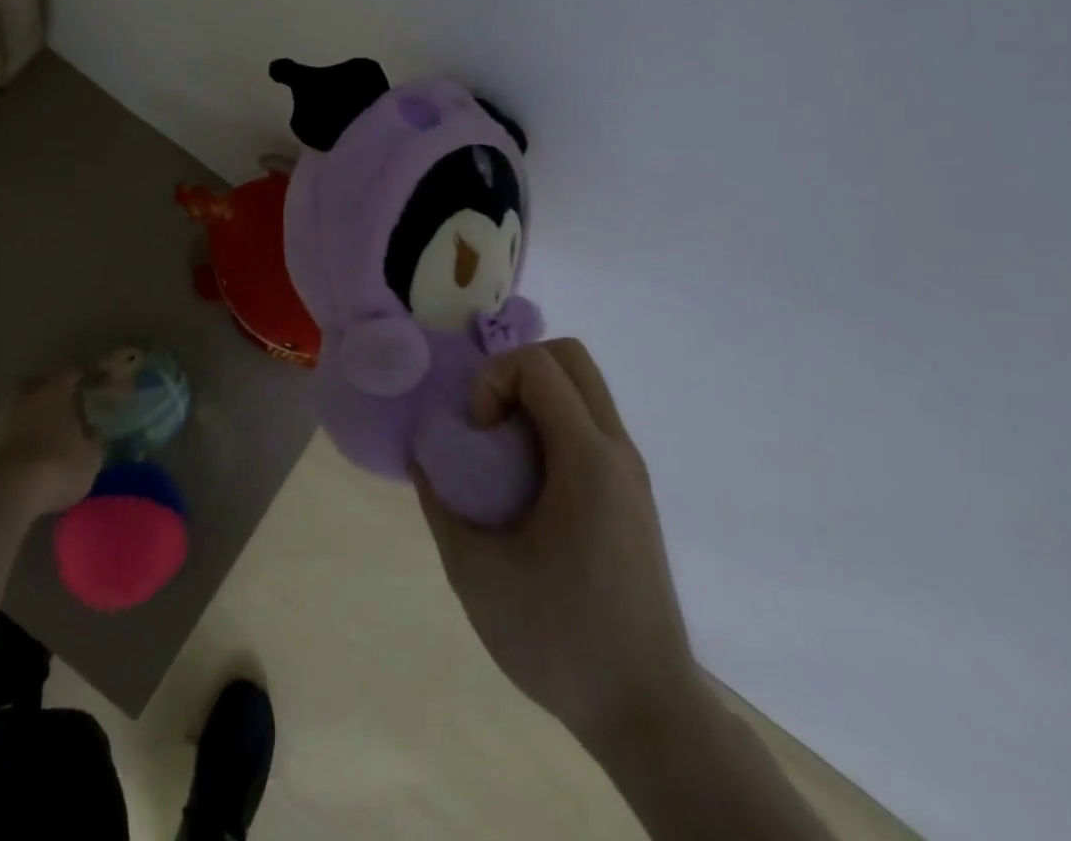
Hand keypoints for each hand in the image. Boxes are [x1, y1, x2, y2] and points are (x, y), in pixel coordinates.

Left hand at [0, 372, 102, 516]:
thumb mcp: (90, 457)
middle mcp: (26, 396)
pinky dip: (15, 438)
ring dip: (30, 416)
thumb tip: (93, 430)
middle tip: (64, 404)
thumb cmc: (56, 466)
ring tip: (42, 433)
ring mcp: (0, 418)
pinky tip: (23, 454)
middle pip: (39, 384)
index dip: (83, 379)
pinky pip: (5, 432)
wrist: (2, 493)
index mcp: (56, 390)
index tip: (91, 386)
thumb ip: (93, 439)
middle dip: (50, 391)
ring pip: (19, 408)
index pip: (72, 374)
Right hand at [415, 339, 704, 754]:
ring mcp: (632, 471)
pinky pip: (591, 422)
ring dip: (536, 396)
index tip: (479, 434)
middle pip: (570, 357)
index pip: (539, 365)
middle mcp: (617, 450)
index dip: (494, 380)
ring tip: (504, 453)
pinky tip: (529, 482)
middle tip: (489, 425)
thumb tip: (422, 461)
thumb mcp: (476, 573)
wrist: (648, 713)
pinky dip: (553, 423)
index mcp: (587, 460)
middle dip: (517, 371)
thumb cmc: (559, 639)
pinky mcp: (633, 493)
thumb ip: (440, 505)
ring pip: (584, 387)